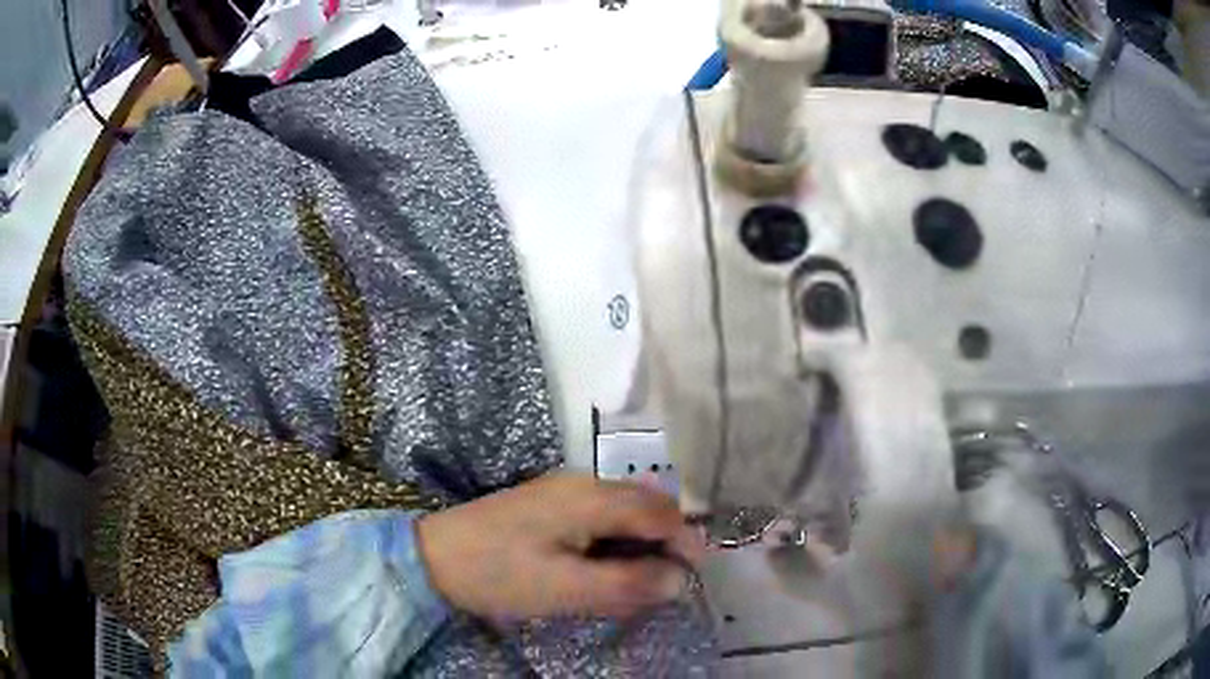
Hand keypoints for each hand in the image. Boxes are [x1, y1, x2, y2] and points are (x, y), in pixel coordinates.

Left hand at [416, 473, 704, 619]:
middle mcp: (583, 483)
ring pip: (624, 510)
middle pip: (646, 505)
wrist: (433, 556)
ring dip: (640, 542)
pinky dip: (615, 540)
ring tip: (634, 580)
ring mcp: (562, 490)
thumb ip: (627, 583)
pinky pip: (600, 516)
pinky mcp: (548, 504)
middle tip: (661, 583)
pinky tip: (601, 565)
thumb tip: (681, 580)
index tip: (693, 576)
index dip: (684, 542)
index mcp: (591, 498)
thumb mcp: (566, 588)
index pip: (660, 512)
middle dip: (665, 540)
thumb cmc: (499, 573)